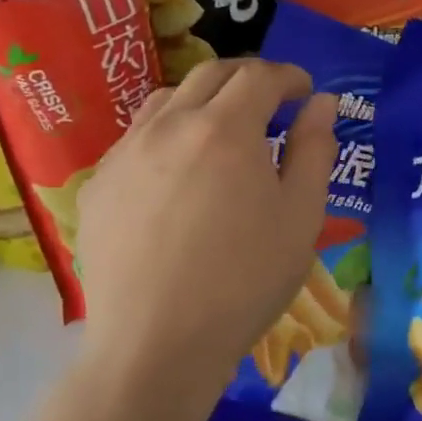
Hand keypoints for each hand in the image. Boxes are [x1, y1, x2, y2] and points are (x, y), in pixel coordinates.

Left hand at [75, 59, 337, 416]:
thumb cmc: (245, 280)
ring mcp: (125, 154)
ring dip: (203, 101)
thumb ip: (315, 149)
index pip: (260, 75)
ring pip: (167, 101)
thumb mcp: (302, 216)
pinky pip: (136, 140)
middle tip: (271, 102)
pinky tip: (178, 177)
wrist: (156, 345)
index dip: (289, 76)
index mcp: (226, 129)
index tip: (306, 92)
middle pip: (210, 75)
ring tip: (222, 133)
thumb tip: (322, 103)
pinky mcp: (99, 186)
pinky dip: (168, 137)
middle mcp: (169, 126)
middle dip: (248, 78)